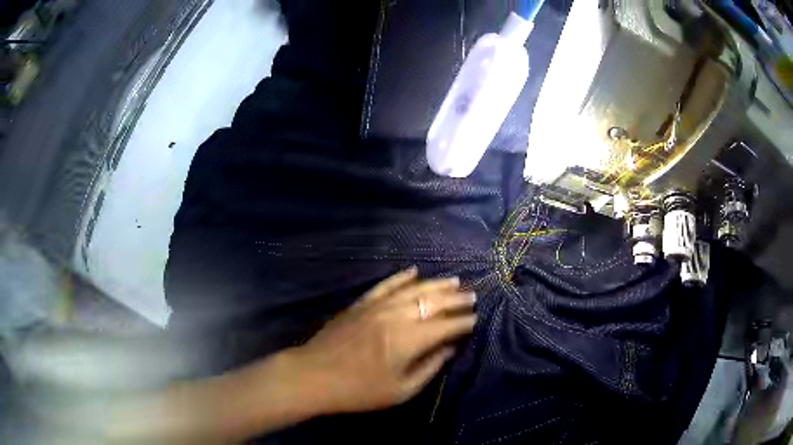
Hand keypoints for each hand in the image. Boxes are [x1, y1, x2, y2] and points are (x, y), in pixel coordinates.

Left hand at [288, 267, 476, 413]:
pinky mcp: (362, 303)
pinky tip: (414, 271)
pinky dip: (402, 277)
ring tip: (455, 281)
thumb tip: (450, 348)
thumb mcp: (401, 390)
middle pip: (434, 301)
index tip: (476, 320)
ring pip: (414, 288)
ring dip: (437, 284)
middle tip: (473, 296)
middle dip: (456, 299)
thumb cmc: (360, 390)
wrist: (314, 375)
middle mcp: (397, 315)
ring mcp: (378, 305)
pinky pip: (386, 284)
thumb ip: (430, 367)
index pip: (446, 325)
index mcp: (410, 339)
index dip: (464, 322)